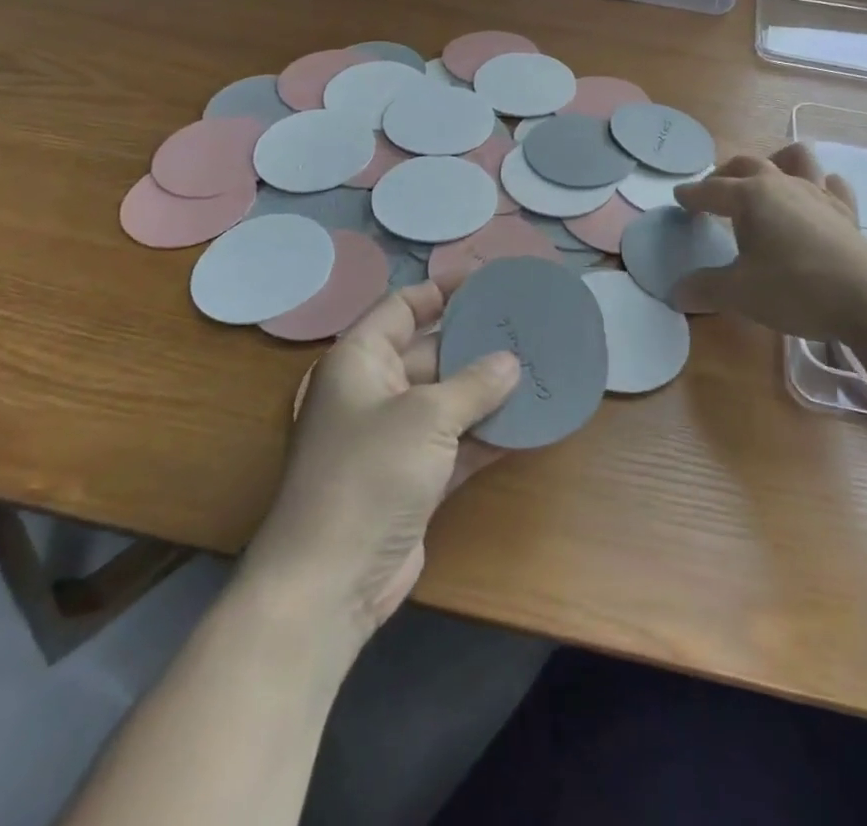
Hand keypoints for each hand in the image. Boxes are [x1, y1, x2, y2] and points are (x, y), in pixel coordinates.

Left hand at [248, 283, 519, 637]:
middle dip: (475, 342)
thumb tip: (512, 362)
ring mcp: (392, 438)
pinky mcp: (412, 479)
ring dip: (487, 390)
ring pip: (447, 399)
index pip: (401, 307)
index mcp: (360, 360)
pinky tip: (528, 423)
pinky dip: (486, 434)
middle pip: (430, 351)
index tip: (486, 281)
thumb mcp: (426, 418)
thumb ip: (474, 384)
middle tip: (526, 327)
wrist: (328, 584)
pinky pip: (455, 442)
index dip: (441, 290)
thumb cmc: (368, 475)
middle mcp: (374, 392)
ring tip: (538, 367)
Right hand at [673, 143, 866, 337]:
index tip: (678, 198)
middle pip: (748, 164)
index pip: (711, 190)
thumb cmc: (794, 289)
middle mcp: (782, 184)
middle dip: (725, 174)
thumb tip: (676, 292)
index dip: (692, 194)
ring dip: (776, 161)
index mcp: (750, 196)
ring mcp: (818, 194)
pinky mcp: (846, 211)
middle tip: (713, 189)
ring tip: (766, 179)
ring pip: (795, 158)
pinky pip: (832, 185)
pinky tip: (815, 199)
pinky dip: (819, 185)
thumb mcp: (739, 294)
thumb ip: (704, 288)